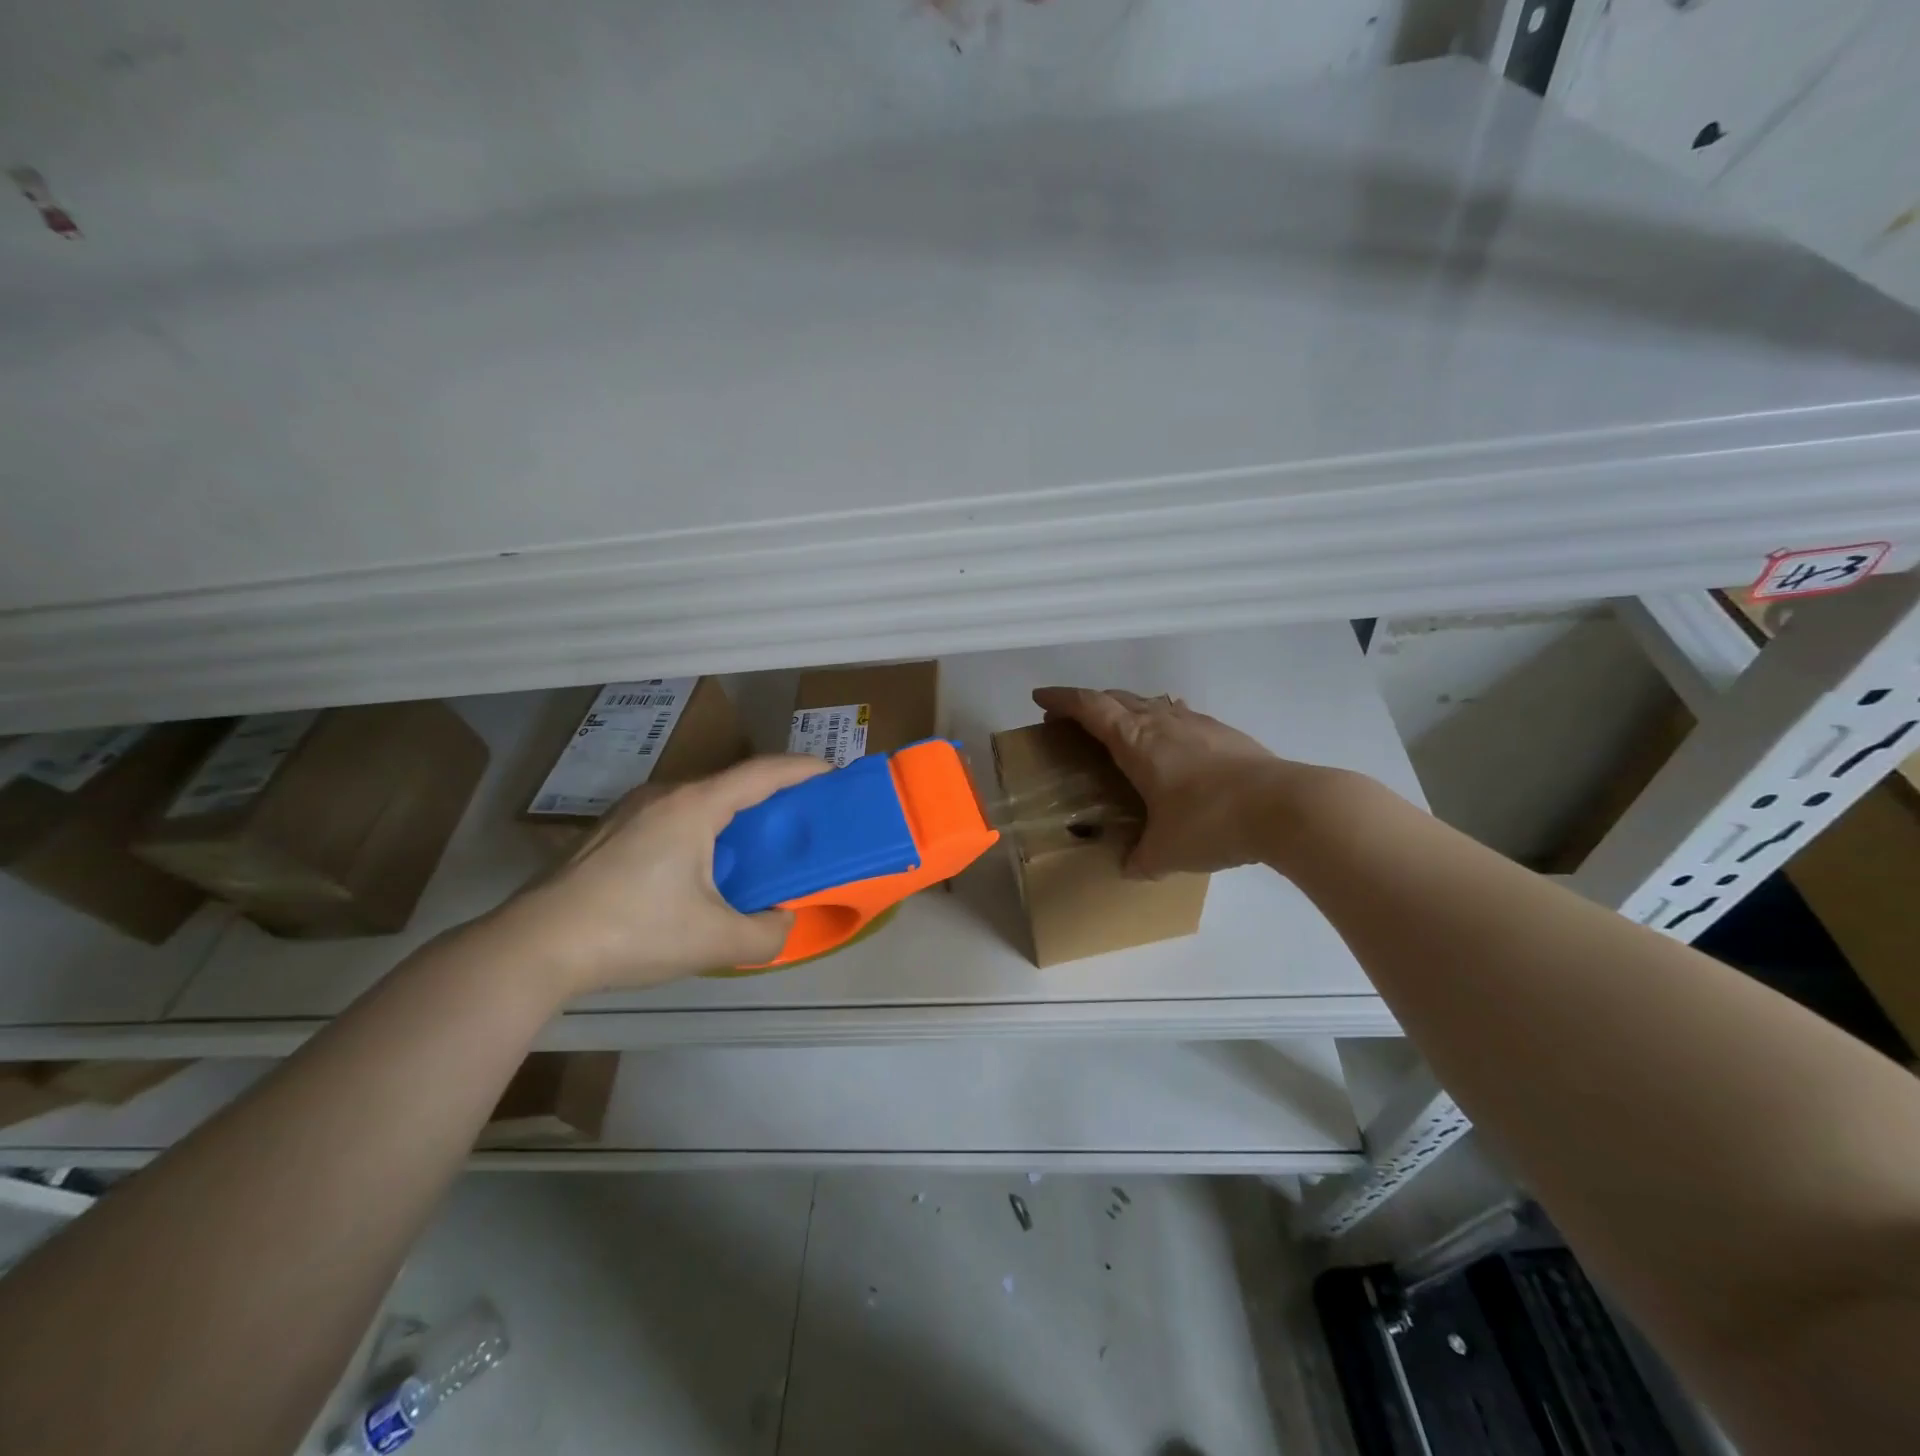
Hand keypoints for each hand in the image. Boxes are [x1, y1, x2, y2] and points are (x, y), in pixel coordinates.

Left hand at [487, 755, 831, 995]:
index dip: (803, 769)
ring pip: (698, 800)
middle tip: (801, 818)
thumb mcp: (713, 941)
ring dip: (734, 814)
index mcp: (693, 807)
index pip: (762, 773)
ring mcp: (630, 811)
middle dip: (772, 795)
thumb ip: (767, 934)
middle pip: (730, 783)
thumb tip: (784, 923)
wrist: (533, 948)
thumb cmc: (632, 932)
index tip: (833, 773)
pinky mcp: (608, 833)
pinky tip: (701, 866)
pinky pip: (672, 817)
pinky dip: (703, 828)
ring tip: (755, 844)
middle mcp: (663, 796)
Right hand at [1031, 687, 1319, 877]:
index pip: (1090, 708)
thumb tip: (1128, 868)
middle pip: (1117, 698)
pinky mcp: (1225, 734)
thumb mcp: (1165, 852)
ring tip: (1118, 728)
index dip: (1062, 700)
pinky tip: (1169, 742)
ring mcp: (1198, 724)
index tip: (1040, 698)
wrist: (1286, 808)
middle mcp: (1163, 722)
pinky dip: (1161, 722)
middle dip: (1089, 704)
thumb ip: (1140, 860)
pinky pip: (1179, 717)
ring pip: (1151, 703)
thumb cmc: (1211, 823)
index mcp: (1137, 741)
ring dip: (1127, 708)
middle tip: (1072, 721)